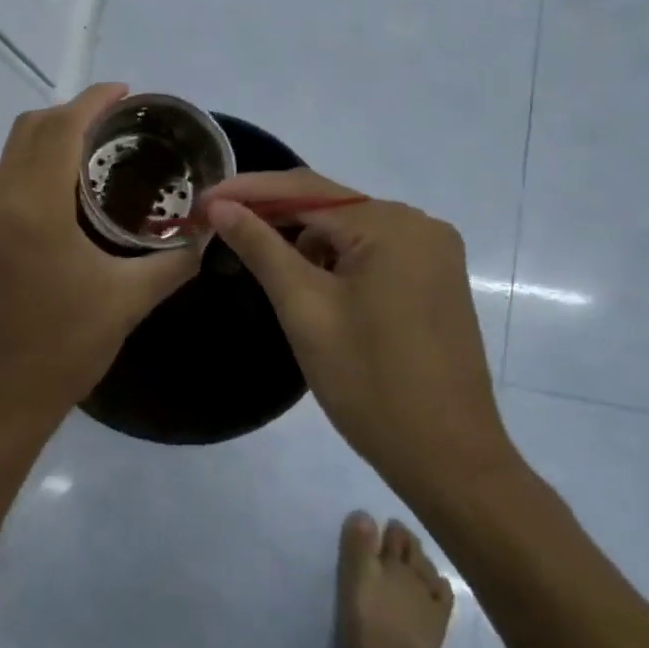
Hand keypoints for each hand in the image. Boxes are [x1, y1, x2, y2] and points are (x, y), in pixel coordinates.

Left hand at [0, 84, 202, 437]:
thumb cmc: (65, 346)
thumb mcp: (128, 300)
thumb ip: (174, 262)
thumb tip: (208, 236)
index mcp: (34, 205)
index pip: (61, 128)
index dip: (93, 101)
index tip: (126, 92)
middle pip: (32, 128)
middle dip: (73, 114)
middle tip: (117, 123)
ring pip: (13, 149)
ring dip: (50, 136)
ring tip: (96, 149)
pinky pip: (3, 174)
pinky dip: (33, 161)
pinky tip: (66, 186)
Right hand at [201, 170, 518, 483]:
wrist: (448, 458)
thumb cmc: (370, 383)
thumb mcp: (305, 309)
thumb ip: (261, 247)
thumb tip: (220, 205)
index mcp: (392, 225)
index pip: (305, 189)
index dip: (248, 190)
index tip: (201, 200)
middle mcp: (419, 224)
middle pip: (330, 206)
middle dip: (272, 212)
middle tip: (216, 223)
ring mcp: (432, 252)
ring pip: (349, 229)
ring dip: (301, 237)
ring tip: (251, 251)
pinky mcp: (434, 278)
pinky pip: (372, 251)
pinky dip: (332, 257)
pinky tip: (303, 276)